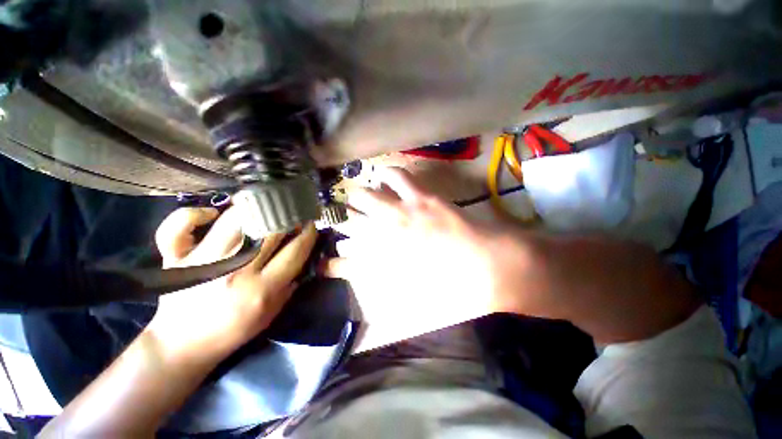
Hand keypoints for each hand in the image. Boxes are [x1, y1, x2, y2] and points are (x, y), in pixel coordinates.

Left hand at [148, 206, 317, 358]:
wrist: (182, 345)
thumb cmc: (232, 330)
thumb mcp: (271, 314)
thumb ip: (290, 285)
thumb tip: (303, 256)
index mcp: (262, 288)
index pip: (295, 250)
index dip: (308, 233)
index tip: (311, 225)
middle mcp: (235, 271)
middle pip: (270, 230)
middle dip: (288, 217)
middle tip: (293, 213)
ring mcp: (203, 261)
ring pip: (234, 220)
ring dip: (254, 209)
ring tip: (264, 206)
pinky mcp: (177, 258)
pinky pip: (180, 227)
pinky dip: (194, 214)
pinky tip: (212, 214)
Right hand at [324, 168, 526, 349]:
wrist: (489, 266)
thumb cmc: (454, 289)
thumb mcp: (418, 301)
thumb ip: (393, 299)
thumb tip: (375, 301)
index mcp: (383, 263)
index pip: (344, 264)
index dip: (332, 264)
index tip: (325, 263)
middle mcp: (383, 235)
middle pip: (347, 220)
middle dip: (341, 218)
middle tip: (345, 217)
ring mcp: (401, 212)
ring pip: (364, 195)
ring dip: (359, 196)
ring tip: (361, 195)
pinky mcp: (421, 197)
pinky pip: (396, 176)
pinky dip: (387, 175)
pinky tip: (386, 177)